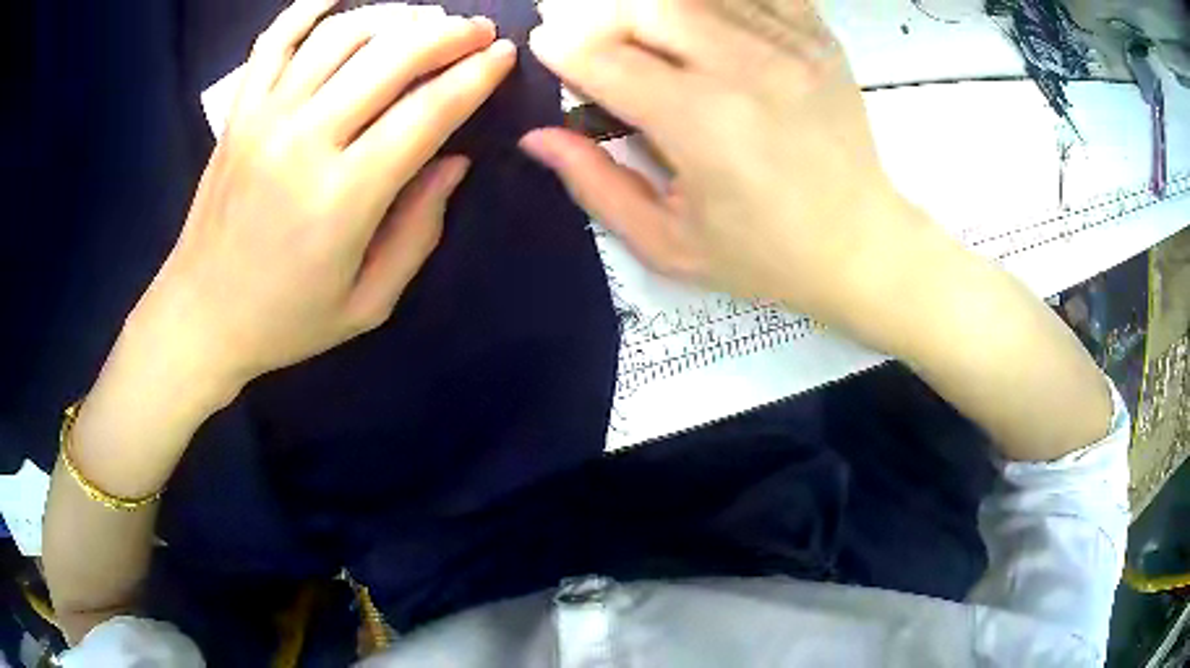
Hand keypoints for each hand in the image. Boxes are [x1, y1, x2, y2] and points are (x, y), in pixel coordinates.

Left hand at [125, 0, 515, 401]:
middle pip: (391, 57)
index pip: (427, 112)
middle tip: (477, 31)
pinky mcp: (239, 112)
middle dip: (448, 35)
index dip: (475, 76)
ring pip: (342, 36)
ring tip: (425, 21)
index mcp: (343, 197)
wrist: (200, 317)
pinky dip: (311, 7)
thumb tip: (454, 161)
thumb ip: (419, 231)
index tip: (504, 55)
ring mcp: (265, 117)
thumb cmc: (285, 320)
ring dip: (395, 17)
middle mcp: (304, 141)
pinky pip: (276, 39)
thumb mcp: (368, 304)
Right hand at [521, 0, 936, 328]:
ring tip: (651, 40)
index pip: (603, 58)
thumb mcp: (669, 243)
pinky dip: (716, 2)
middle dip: (603, 19)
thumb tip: (538, 137)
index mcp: (701, 124)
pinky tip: (708, 26)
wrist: (861, 245)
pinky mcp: (818, 38)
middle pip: (645, 7)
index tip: (548, 47)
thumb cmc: (766, 255)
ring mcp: (789, 45)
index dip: (561, 48)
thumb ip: (595, 184)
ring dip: (654, 9)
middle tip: (599, 44)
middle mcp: (744, 68)